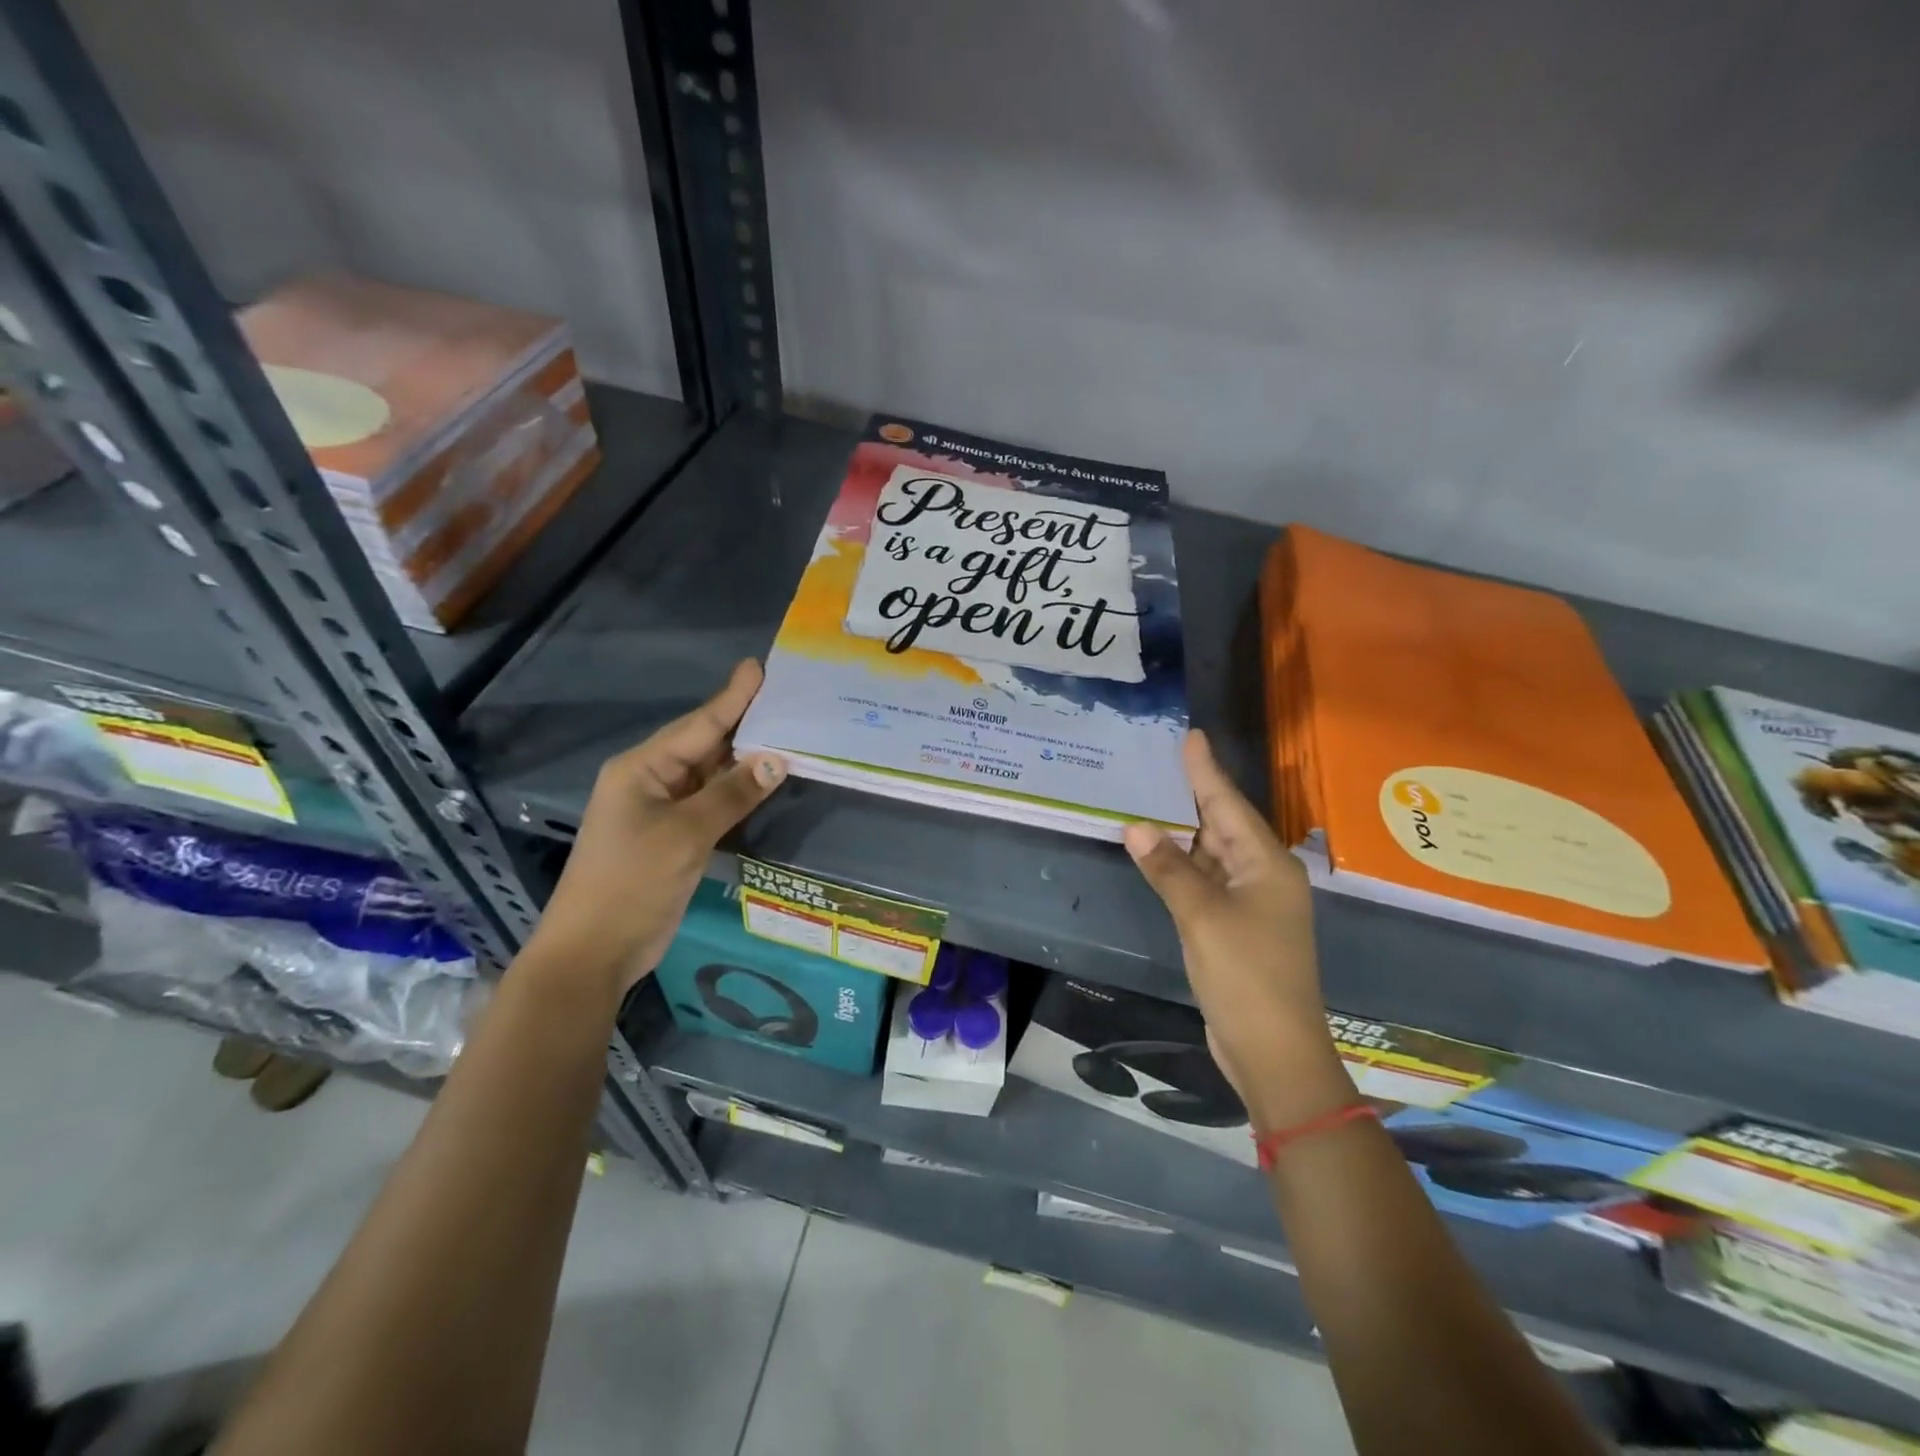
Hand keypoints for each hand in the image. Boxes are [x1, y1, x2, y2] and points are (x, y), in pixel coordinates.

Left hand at [525, 660, 786, 998]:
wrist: (594, 951)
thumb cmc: (632, 883)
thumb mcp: (685, 834)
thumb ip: (732, 793)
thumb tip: (778, 758)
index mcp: (642, 768)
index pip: (698, 724)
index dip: (732, 697)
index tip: (759, 667)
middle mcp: (651, 780)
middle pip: (705, 744)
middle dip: (744, 722)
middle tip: (787, 698)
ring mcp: (661, 810)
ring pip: (710, 773)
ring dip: (744, 758)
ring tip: (787, 732)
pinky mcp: (673, 837)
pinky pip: (711, 801)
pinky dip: (738, 790)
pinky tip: (765, 780)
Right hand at [1124, 730, 1349, 1129]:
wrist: (1274, 1051)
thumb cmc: (1246, 976)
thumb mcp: (1202, 917)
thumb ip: (1169, 869)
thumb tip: (1136, 825)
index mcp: (1267, 864)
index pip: (1229, 804)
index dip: (1206, 770)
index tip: (1191, 736)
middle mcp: (1263, 876)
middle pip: (1222, 825)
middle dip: (1193, 795)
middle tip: (1160, 762)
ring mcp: (1251, 904)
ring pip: (1212, 855)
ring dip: (1183, 833)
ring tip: (1150, 799)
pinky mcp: (1236, 927)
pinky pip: (1206, 882)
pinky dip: (1182, 867)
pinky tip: (1158, 854)